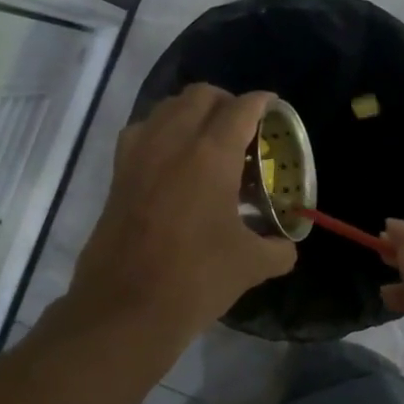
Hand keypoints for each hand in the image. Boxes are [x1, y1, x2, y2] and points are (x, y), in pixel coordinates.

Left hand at [65, 85, 296, 342]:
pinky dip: (161, 132)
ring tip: (208, 140)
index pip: (241, 108)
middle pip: (200, 95)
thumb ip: (277, 249)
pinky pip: (142, 132)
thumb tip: (286, 247)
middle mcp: (172, 141)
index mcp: (211, 154)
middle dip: (226, 102)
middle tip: (243, 128)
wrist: (126, 307)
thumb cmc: (195, 279)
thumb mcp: (250, 265)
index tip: (274, 108)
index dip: (262, 102)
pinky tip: (172, 161)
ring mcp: (139, 154)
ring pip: (166, 107)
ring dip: (191, 112)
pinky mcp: (118, 173)